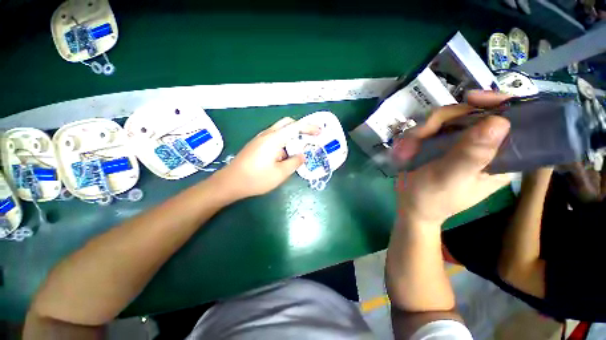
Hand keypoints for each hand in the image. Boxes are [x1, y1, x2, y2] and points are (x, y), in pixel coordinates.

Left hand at [214, 117, 319, 199]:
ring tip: (297, 151)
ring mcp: (260, 139)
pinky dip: (283, 143)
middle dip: (299, 128)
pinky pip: (273, 139)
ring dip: (291, 138)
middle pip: (286, 123)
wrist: (230, 182)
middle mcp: (267, 134)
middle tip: (308, 138)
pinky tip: (284, 156)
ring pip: (279, 131)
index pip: (295, 127)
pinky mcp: (256, 145)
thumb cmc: (256, 178)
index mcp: (274, 139)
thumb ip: (294, 163)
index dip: (309, 127)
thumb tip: (302, 156)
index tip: (319, 132)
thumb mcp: (280, 173)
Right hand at [394, 91, 512, 225]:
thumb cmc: (432, 198)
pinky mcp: (442, 145)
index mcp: (499, 158)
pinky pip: (432, 129)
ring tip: (407, 148)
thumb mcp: (450, 177)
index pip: (511, 120)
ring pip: (447, 119)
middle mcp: (483, 147)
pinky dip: (417, 135)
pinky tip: (407, 148)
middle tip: (419, 134)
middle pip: (471, 114)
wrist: (410, 206)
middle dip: (443, 120)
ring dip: (423, 130)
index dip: (495, 103)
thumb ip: (472, 154)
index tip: (470, 98)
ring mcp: (459, 144)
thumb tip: (500, 121)